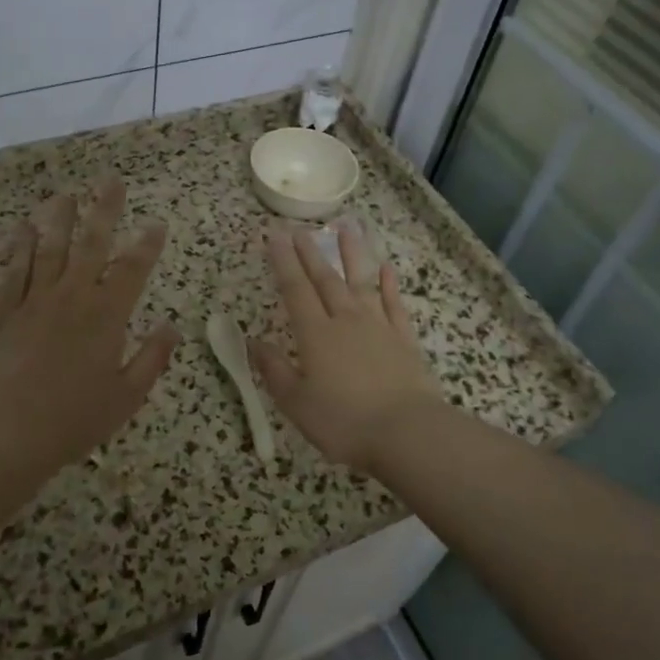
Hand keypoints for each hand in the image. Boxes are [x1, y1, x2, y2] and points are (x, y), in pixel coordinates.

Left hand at [0, 178, 179, 483]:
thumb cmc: (73, 420)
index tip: (157, 222)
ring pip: (49, 247)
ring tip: (66, 193)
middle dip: (104, 209)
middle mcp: (72, 297)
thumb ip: (152, 359)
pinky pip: (13, 270)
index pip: (133, 269)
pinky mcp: (4, 312)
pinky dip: (19, 246)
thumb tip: (172, 327)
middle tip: (111, 180)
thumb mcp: (126, 397)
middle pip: (91, 243)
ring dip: (59, 218)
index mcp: (106, 316)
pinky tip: (23, 228)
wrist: (3, 434)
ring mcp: (34, 301)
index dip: (147, 243)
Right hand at [252, 223, 441, 472]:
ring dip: (352, 254)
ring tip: (346, 227)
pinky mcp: (404, 340)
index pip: (295, 289)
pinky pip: (394, 305)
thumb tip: (253, 342)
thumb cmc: (343, 422)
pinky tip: (386, 269)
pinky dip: (389, 285)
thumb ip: (274, 370)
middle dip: (310, 252)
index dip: (283, 262)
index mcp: (315, 334)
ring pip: (361, 282)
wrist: (406, 432)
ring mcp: (378, 327)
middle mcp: (345, 320)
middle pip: (325, 279)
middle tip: (300, 229)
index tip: (274, 236)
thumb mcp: (296, 403)